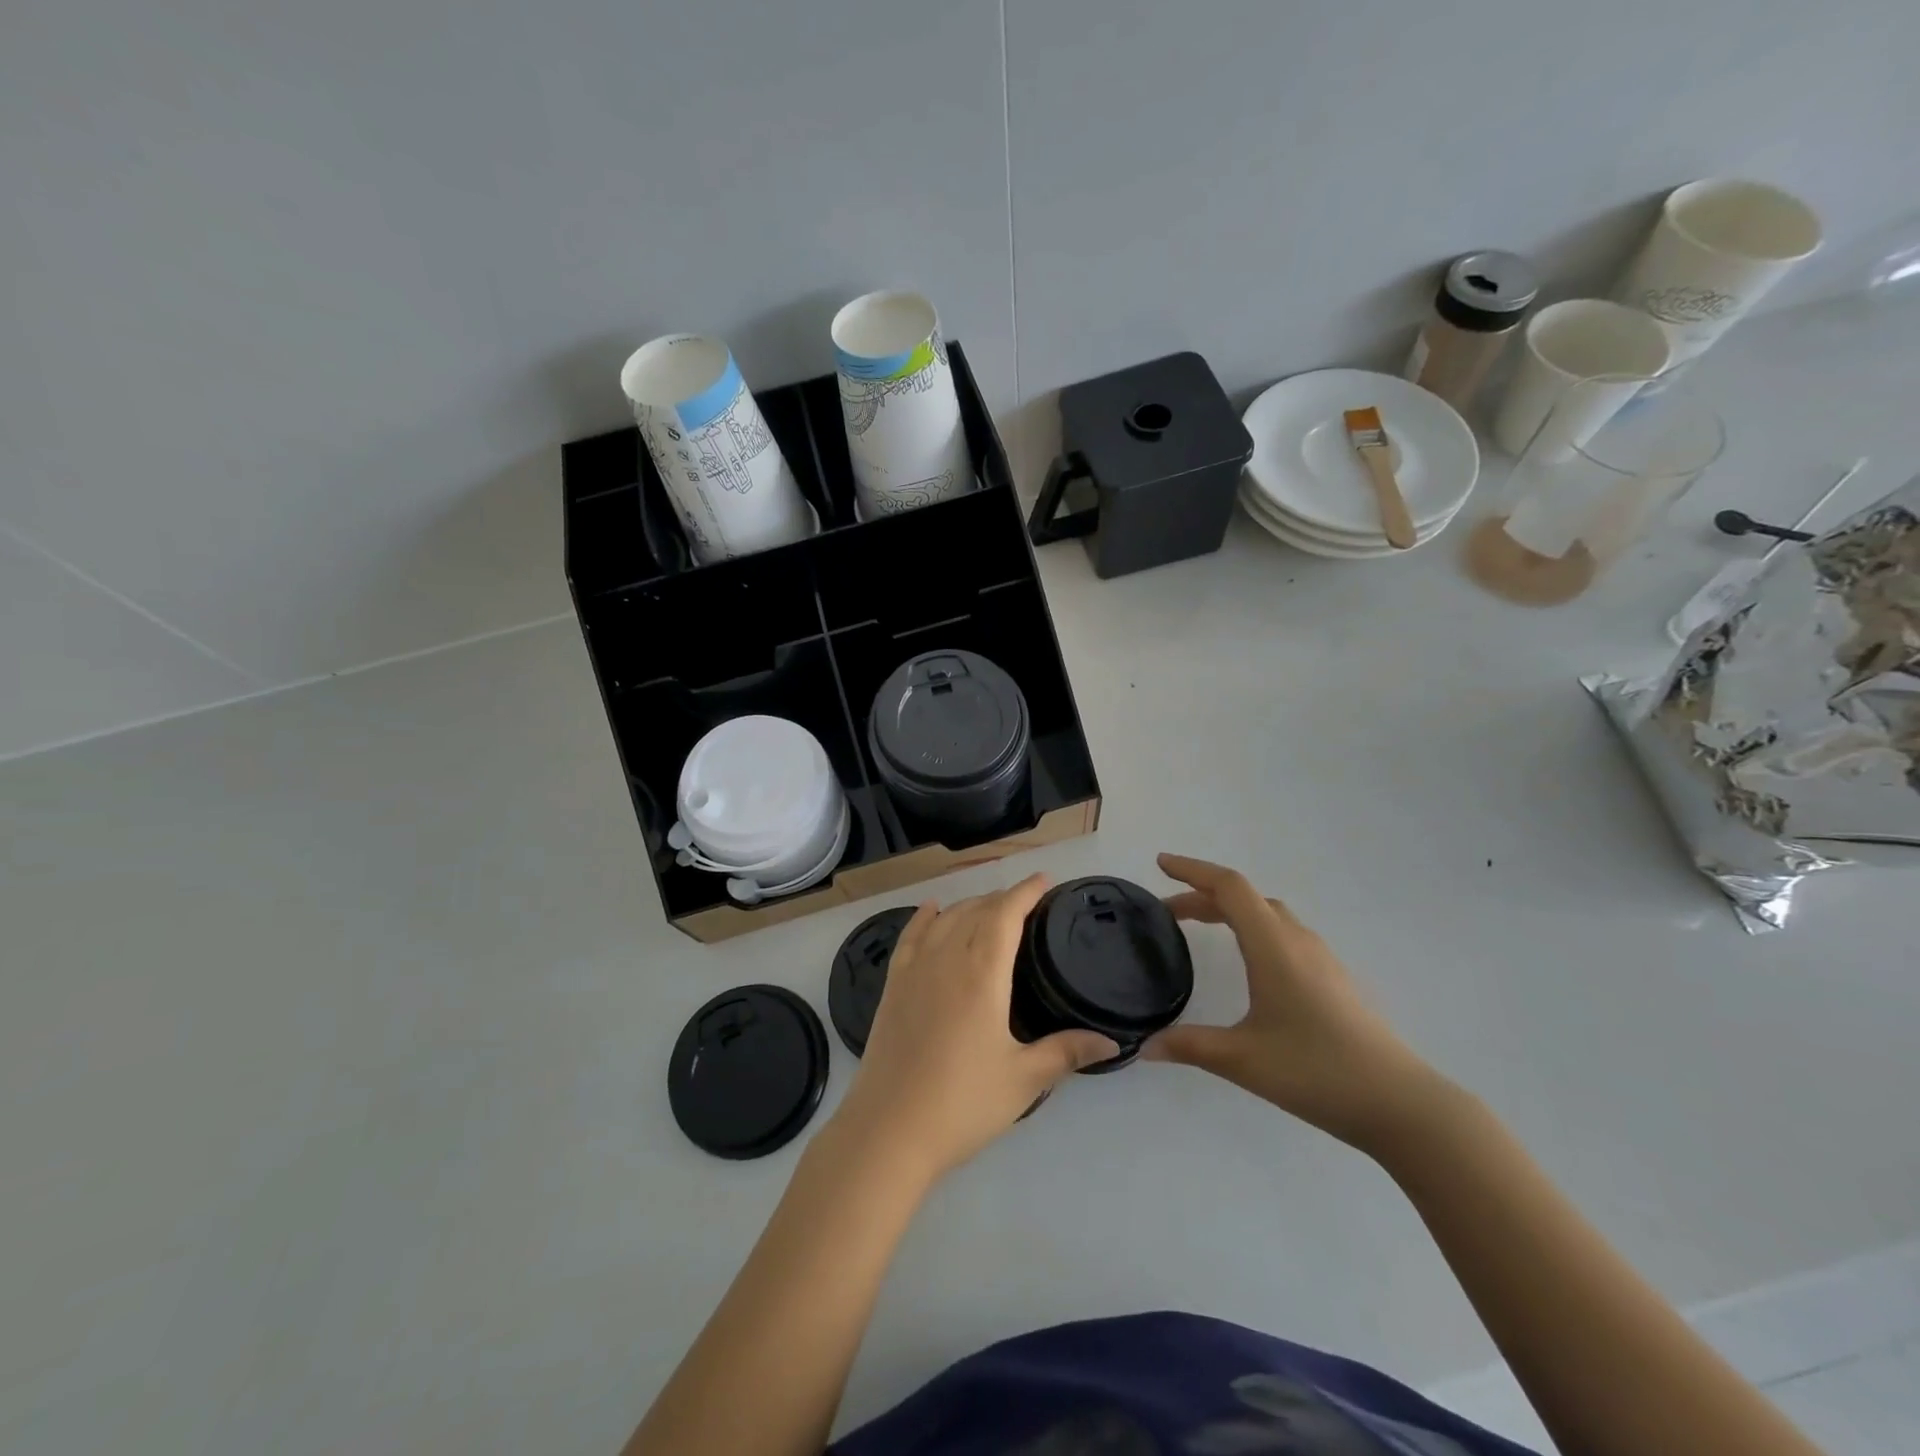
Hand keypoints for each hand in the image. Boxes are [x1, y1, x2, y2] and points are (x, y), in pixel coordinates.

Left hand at [831, 875, 1117, 1184]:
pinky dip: (924, 917)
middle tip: (1026, 900)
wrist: (889, 1129)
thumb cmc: (962, 1103)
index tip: (1044, 880)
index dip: (1025, 892)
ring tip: (989, 905)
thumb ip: (1066, 1052)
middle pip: (976, 910)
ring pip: (945, 919)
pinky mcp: (893, 986)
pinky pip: (910, 936)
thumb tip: (1111, 1042)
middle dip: (1002, 898)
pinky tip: (932, 909)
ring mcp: (915, 969)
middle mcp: (947, 958)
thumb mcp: (1023, 1080)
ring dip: (970, 904)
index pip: (1006, 915)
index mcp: (982, 973)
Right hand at [1145, 853, 1442, 1151]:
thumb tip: (1144, 1046)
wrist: (1400, 1104)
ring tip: (1200, 927)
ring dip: (1230, 911)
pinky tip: (1247, 961)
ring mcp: (1320, 958)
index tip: (1161, 864)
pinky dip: (1252, 929)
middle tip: (1168, 913)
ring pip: (1267, 914)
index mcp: (1273, 946)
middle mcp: (1297, 940)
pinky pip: (1283, 933)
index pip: (1229, 887)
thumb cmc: (1316, 1072)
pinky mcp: (1332, 978)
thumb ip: (1189, 1046)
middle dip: (1202, 895)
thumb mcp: (1243, 1060)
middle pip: (1245, 898)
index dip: (1192, 870)